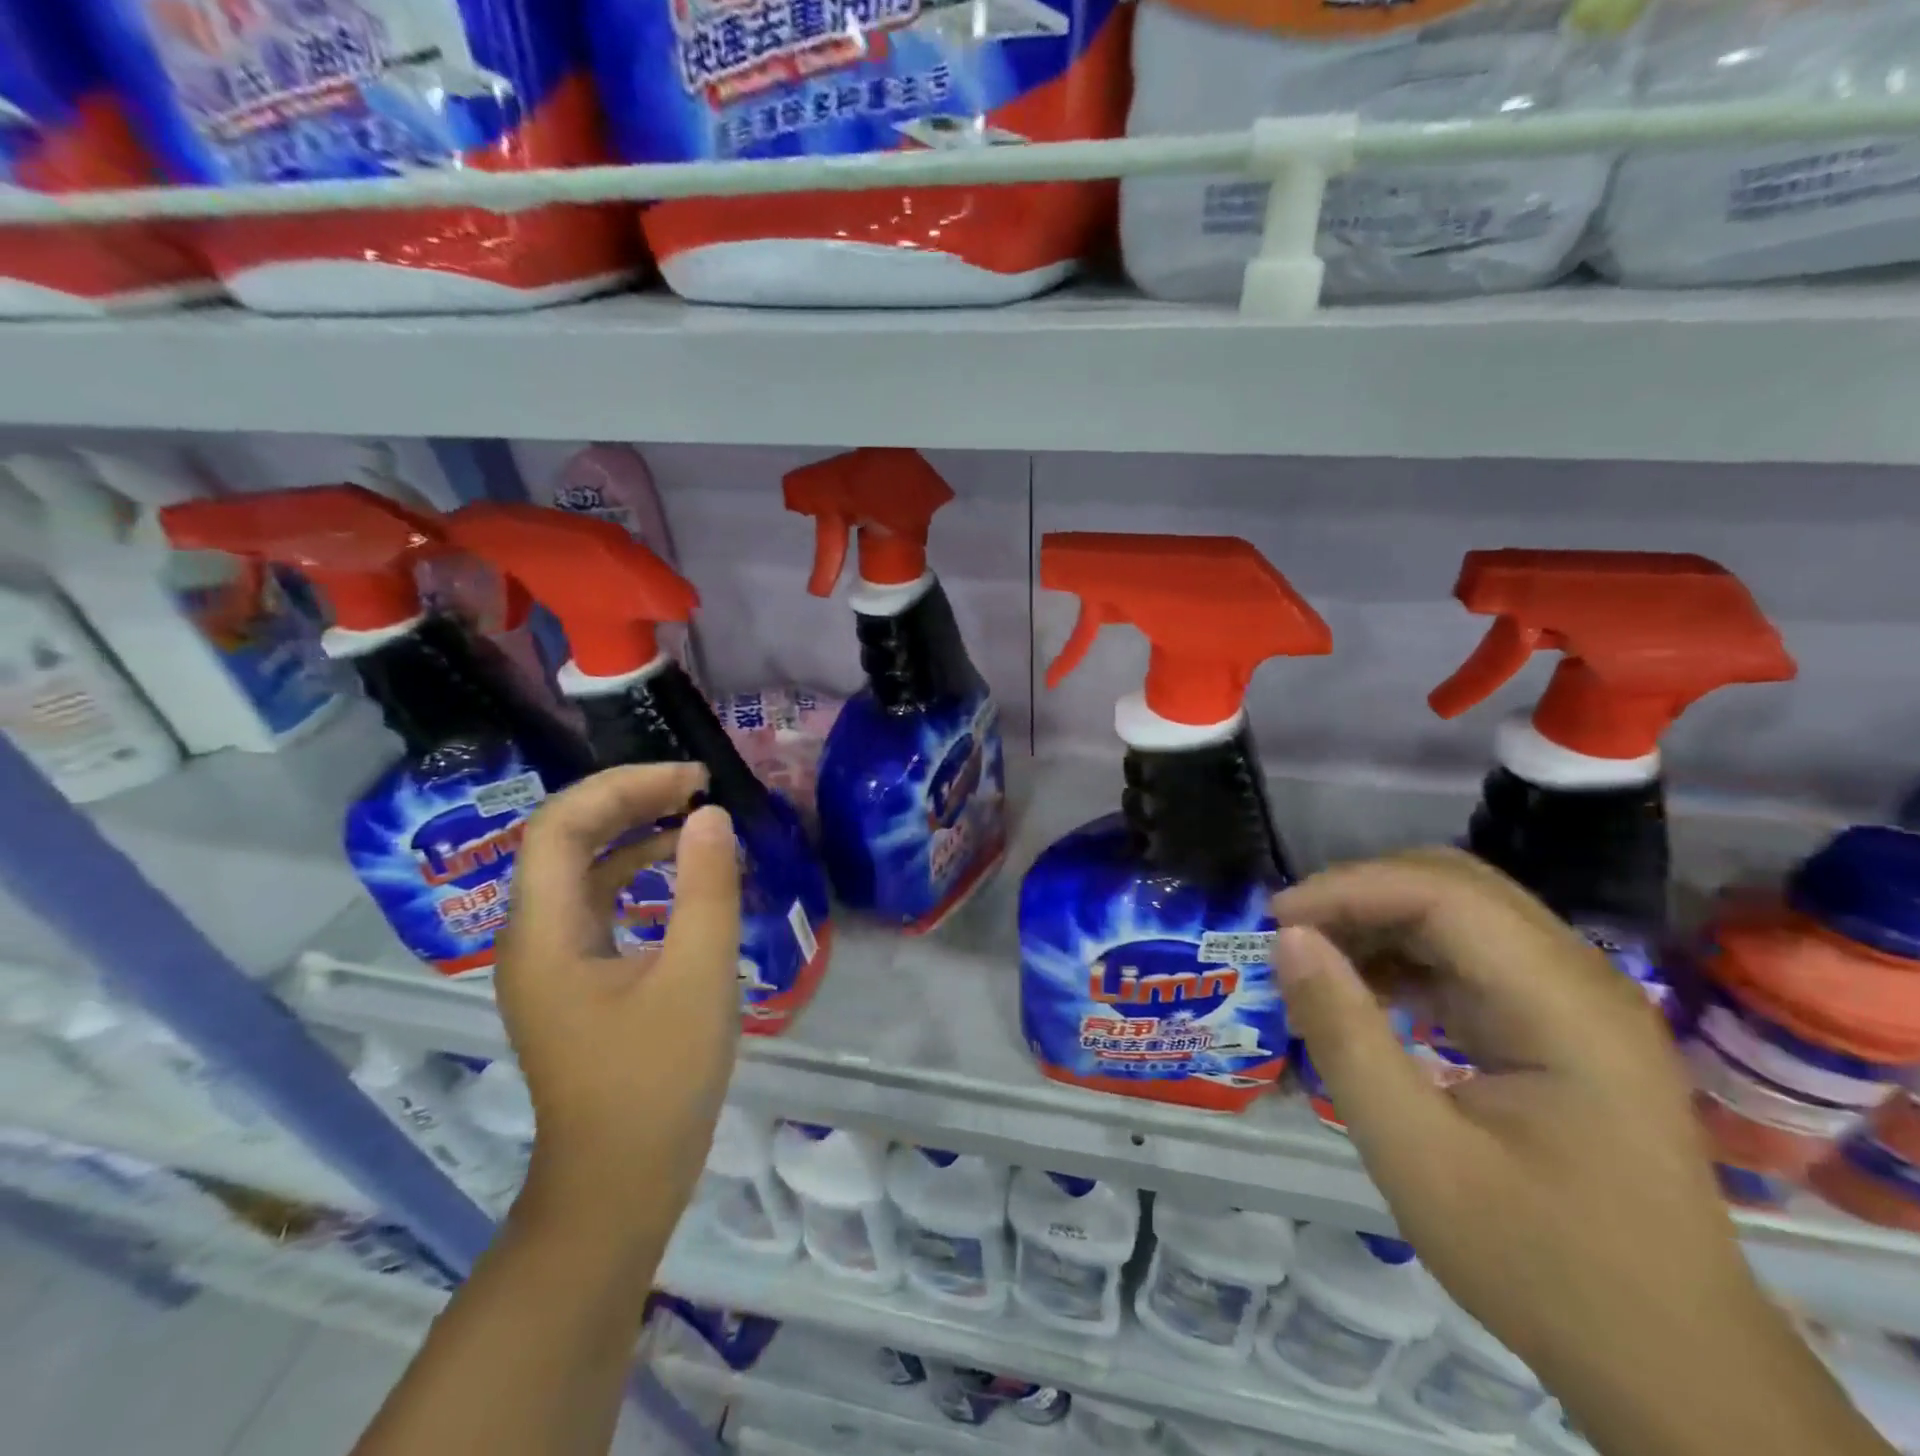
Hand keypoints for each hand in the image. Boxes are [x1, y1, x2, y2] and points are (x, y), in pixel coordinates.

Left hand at [494, 764, 741, 1224]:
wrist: (620, 1184)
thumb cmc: (658, 1081)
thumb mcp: (698, 976)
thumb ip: (706, 888)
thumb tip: (709, 815)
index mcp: (545, 933)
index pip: (561, 825)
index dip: (623, 786)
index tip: (691, 780)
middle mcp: (533, 937)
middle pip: (566, 839)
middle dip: (629, 800)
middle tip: (698, 788)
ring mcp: (551, 961)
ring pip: (582, 869)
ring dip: (633, 832)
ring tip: (694, 816)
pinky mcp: (575, 980)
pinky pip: (599, 903)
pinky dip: (637, 873)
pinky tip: (681, 874)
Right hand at [1274, 848, 1885, 1455]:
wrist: (1672, 1367)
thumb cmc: (1542, 1265)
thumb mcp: (1416, 1156)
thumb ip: (1346, 1037)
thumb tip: (1288, 940)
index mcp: (1565, 1005)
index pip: (1444, 893)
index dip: (1349, 890)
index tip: (1277, 923)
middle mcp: (1581, 979)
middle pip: (1455, 885)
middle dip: (1361, 895)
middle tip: (1291, 936)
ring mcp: (1576, 999)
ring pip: (1461, 912)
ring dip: (1380, 922)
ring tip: (1315, 961)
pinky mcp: (1560, 1023)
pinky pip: (1471, 955)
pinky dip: (1406, 957)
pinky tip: (1366, 992)